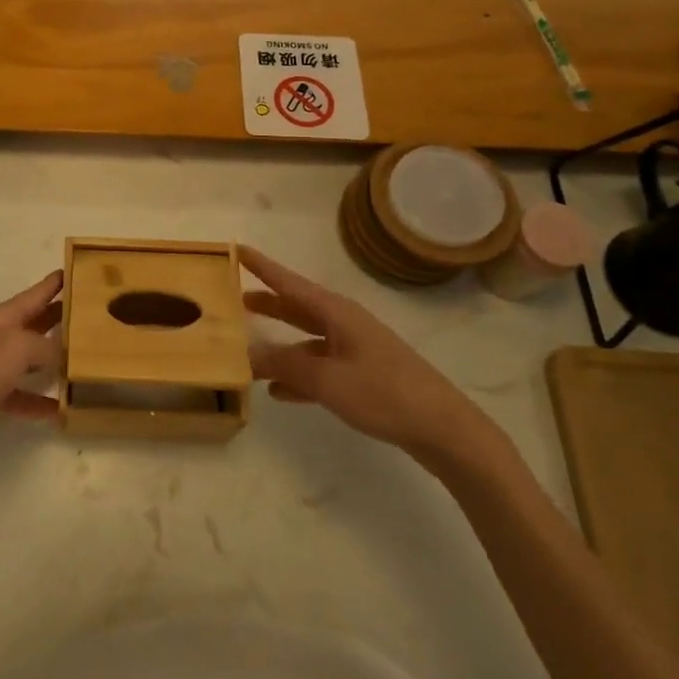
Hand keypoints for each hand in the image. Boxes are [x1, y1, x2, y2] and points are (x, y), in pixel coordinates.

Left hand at [0, 270, 64, 475]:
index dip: (57, 282)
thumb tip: (63, 355)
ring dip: (52, 361)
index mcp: (3, 317)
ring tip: (84, 363)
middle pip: (35, 322)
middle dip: (61, 317)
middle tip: (94, 316)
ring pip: (29, 358)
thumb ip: (46, 347)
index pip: (37, 293)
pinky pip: (19, 394)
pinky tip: (60, 410)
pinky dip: (37, 401)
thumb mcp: (18, 349)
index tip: (80, 269)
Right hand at [240, 245, 494, 469]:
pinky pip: (320, 367)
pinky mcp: (363, 375)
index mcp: (336, 313)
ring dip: (279, 344)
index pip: (289, 282)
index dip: (262, 267)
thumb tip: (247, 352)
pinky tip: (279, 392)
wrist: (444, 429)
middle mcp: (344, 324)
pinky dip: (298, 375)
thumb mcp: (327, 380)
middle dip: (267, 303)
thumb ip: (284, 365)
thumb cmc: (384, 393)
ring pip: (306, 340)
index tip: (237, 249)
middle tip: (234, 299)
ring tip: (248, 350)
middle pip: (297, 307)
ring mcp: (355, 350)